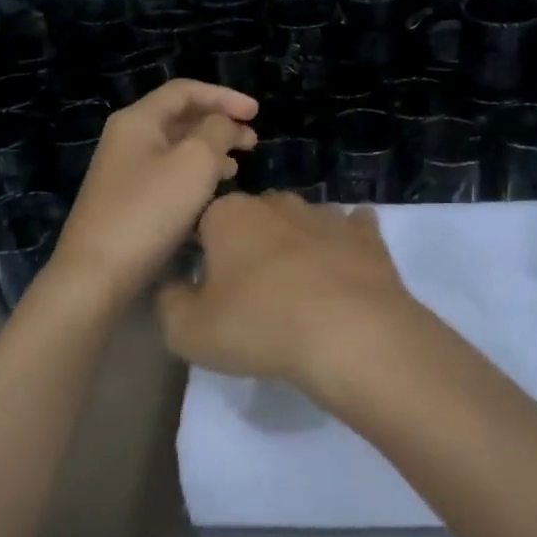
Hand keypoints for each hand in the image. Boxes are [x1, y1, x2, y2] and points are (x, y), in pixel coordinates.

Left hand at [50, 80, 257, 299]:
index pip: (185, 90)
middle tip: (253, 141)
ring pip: (176, 148)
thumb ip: (217, 132)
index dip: (224, 96)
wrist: (97, 274)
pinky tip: (214, 192)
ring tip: (239, 165)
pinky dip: (196, 174)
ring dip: (211, 150)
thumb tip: (224, 125)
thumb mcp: (195, 162)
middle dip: (219, 123)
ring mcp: (125, 171)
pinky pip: (169, 174)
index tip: (256, 113)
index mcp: (138, 120)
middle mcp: (127, 139)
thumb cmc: (149, 211)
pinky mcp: (128, 201)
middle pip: (180, 117)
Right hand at [156, 193, 422, 390]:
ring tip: (299, 286)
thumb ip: (170, 303)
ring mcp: (325, 214)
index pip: (204, 222)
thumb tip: (176, 286)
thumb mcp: (189, 332)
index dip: (203, 253)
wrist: (351, 333)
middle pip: (254, 218)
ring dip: (296, 244)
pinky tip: (345, 264)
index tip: (208, 286)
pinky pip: (352, 228)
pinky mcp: (366, 235)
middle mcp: (277, 202)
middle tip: (252, 290)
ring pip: (301, 221)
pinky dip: (346, 242)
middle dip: (250, 244)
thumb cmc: (260, 326)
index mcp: (229, 215)